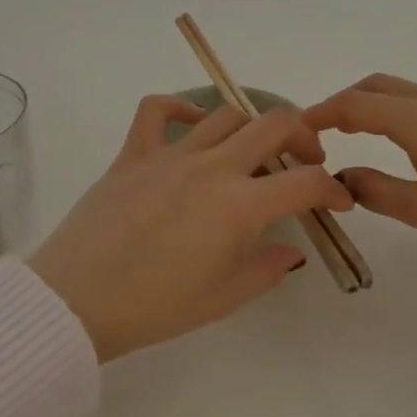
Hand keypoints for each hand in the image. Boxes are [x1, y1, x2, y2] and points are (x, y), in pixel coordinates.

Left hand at [30, 96, 354, 362]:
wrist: (78, 301)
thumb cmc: (156, 307)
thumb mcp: (224, 298)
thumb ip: (267, 268)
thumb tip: (291, 250)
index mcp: (240, 207)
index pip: (306, 182)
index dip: (332, 189)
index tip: (337, 200)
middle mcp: (211, 168)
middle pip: (273, 125)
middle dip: (303, 136)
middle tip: (306, 160)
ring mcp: (169, 155)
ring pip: (225, 114)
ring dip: (251, 127)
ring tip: (252, 151)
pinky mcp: (132, 154)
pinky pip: (156, 111)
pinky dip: (181, 108)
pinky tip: (194, 128)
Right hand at [303, 75, 416, 271]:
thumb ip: (377, 191)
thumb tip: (340, 178)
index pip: (355, 104)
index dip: (319, 114)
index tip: (295, 134)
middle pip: (376, 86)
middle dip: (341, 103)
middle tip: (320, 135)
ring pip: (401, 93)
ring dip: (368, 107)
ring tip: (349, 140)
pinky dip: (393, 114)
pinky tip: (396, 146)